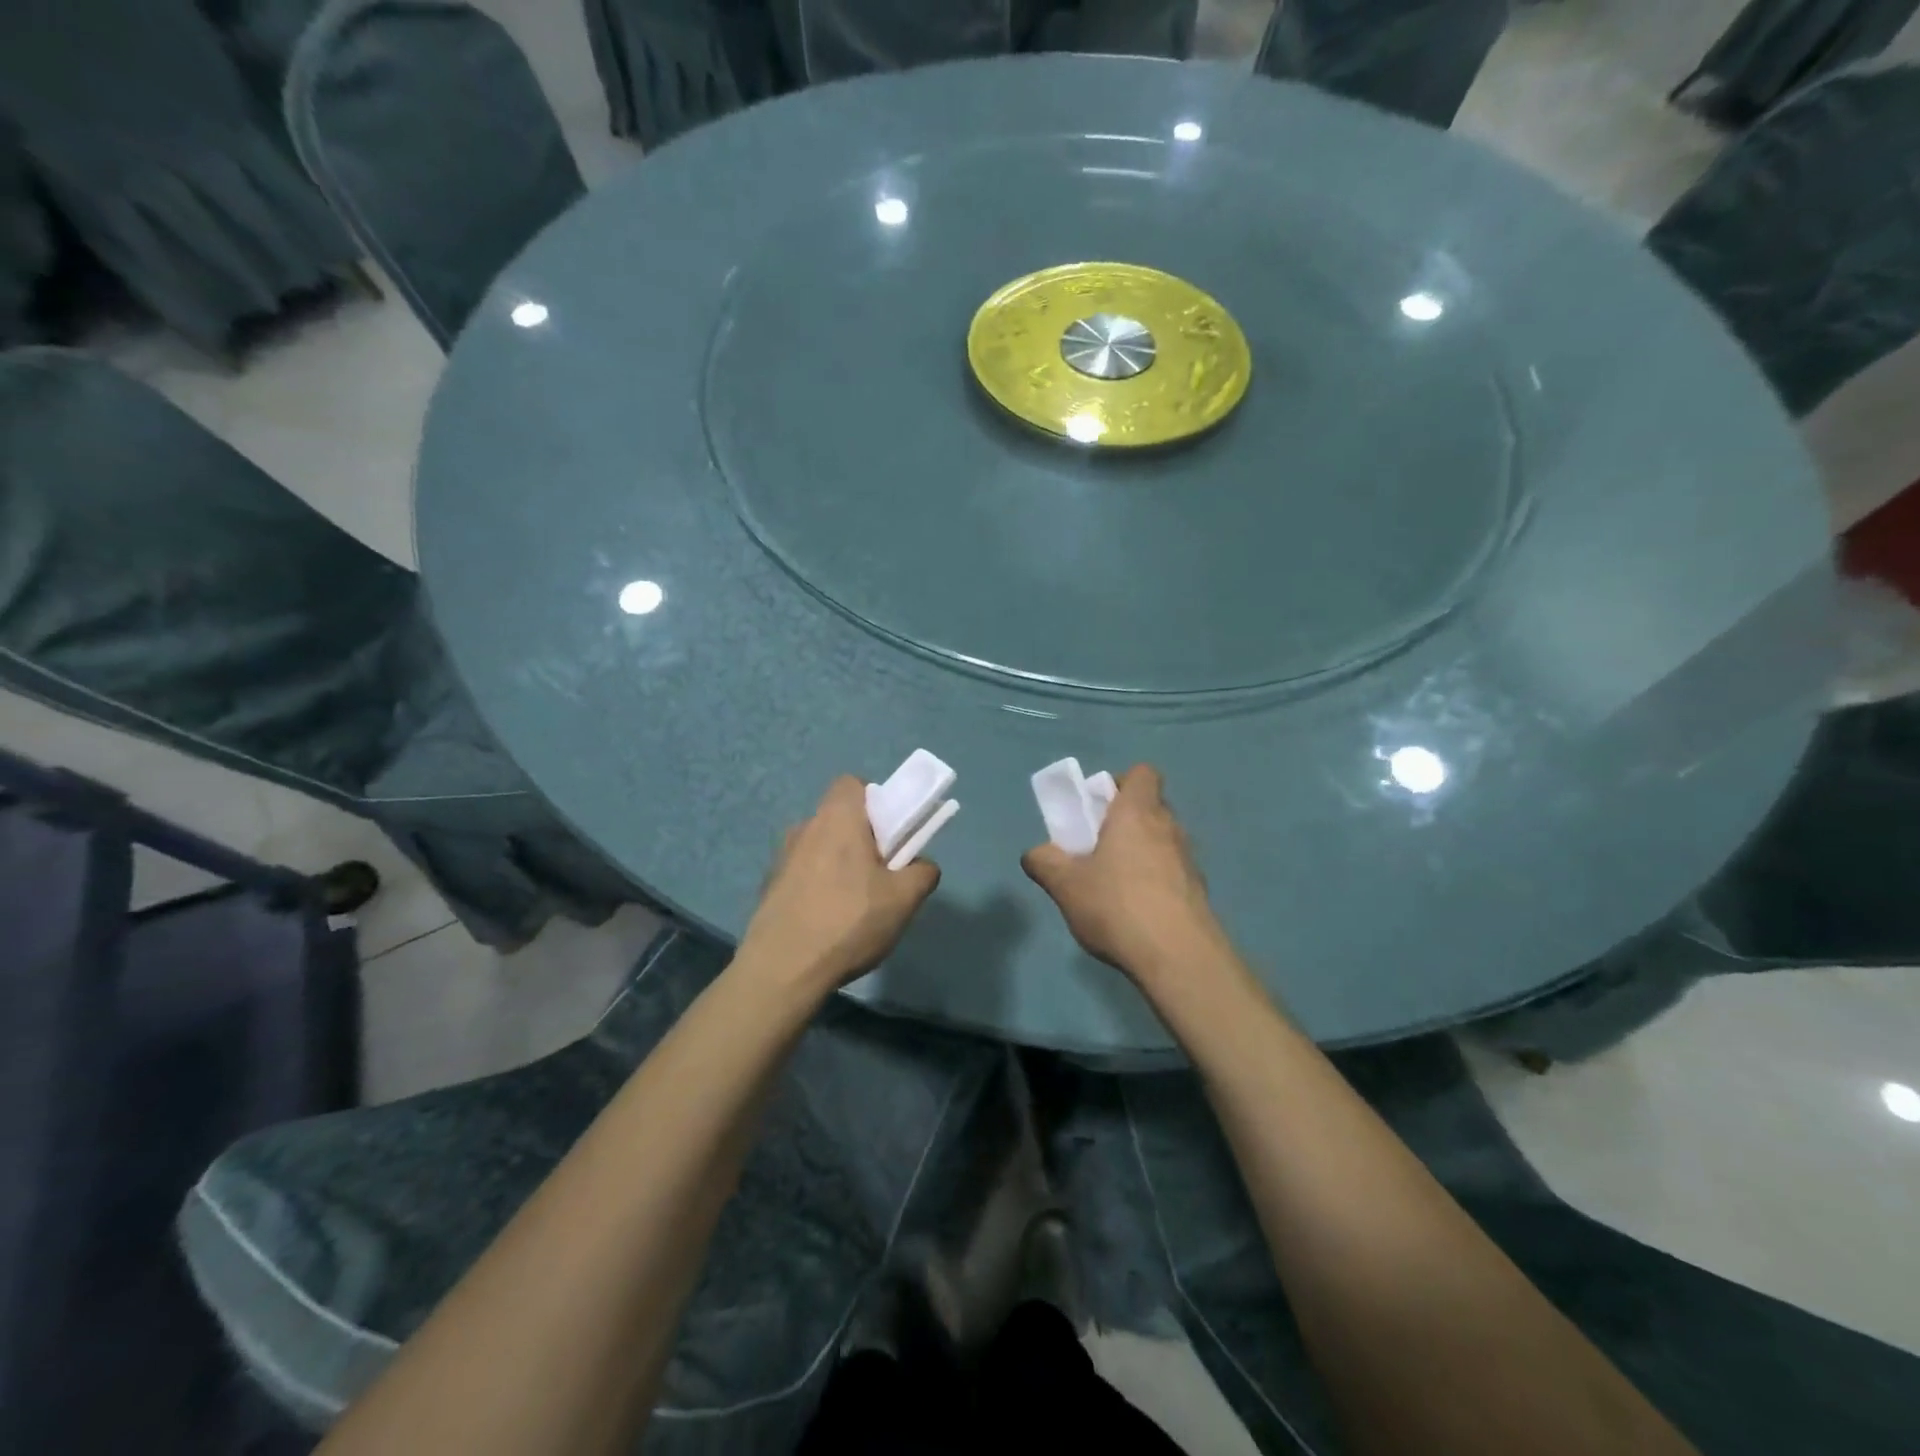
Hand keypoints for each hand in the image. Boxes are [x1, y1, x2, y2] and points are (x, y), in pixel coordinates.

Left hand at [739, 776, 939, 995]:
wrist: (782, 969)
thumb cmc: (848, 921)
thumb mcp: (904, 899)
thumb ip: (922, 873)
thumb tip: (922, 866)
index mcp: (837, 818)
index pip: (852, 784)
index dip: (875, 800)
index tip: (890, 832)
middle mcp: (805, 828)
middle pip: (839, 818)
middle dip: (862, 839)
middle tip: (881, 874)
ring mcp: (781, 858)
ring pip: (821, 848)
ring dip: (839, 865)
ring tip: (855, 906)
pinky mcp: (769, 887)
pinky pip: (803, 874)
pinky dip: (818, 888)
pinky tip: (828, 923)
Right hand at [1022, 765, 1226, 986]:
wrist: (1179, 957)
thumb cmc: (1117, 905)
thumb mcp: (1065, 884)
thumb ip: (1045, 862)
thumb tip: (1035, 853)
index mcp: (1137, 812)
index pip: (1142, 774)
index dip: (1120, 784)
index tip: (1098, 808)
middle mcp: (1168, 827)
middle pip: (1150, 807)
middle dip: (1125, 822)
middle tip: (1097, 848)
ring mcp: (1188, 860)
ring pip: (1162, 841)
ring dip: (1140, 853)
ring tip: (1114, 885)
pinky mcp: (1198, 891)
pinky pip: (1172, 872)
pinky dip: (1155, 881)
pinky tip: (1136, 912)